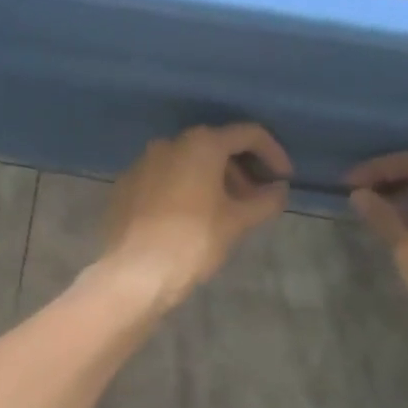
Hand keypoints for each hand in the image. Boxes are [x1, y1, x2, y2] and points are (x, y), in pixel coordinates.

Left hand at [98, 124, 292, 309]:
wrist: (133, 274)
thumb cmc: (192, 242)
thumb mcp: (237, 223)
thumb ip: (265, 201)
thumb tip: (279, 190)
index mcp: (201, 144)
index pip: (248, 134)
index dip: (273, 154)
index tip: (283, 180)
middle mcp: (168, 144)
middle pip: (215, 147)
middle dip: (240, 171)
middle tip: (255, 200)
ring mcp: (141, 164)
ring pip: (186, 164)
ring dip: (212, 181)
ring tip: (224, 213)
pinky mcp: (124, 188)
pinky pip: (163, 180)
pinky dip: (183, 191)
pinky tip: (189, 219)